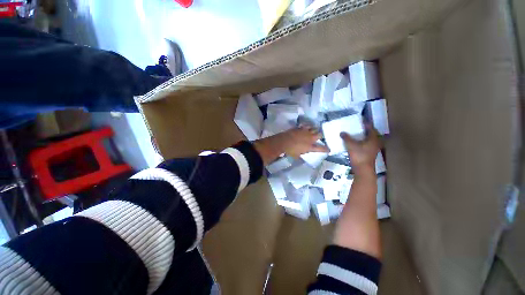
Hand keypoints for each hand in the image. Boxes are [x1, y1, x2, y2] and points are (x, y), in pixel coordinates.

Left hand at [280, 126, 329, 157]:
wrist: (284, 141)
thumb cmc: (291, 150)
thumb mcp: (297, 156)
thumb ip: (301, 155)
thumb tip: (302, 155)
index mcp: (310, 146)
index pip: (321, 148)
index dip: (326, 149)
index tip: (329, 150)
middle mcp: (310, 138)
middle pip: (320, 135)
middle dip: (320, 136)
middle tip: (319, 137)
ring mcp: (306, 132)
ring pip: (314, 128)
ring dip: (314, 130)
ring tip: (313, 131)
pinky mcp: (300, 128)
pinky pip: (306, 125)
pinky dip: (307, 126)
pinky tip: (306, 127)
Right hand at [340, 125, 380, 175]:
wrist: (363, 169)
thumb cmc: (359, 155)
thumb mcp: (351, 145)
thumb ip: (346, 138)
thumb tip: (342, 132)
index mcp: (373, 138)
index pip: (371, 128)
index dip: (366, 123)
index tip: (360, 120)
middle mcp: (375, 142)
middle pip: (371, 133)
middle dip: (364, 130)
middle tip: (357, 127)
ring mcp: (373, 148)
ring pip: (369, 139)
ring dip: (363, 136)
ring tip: (355, 134)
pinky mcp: (370, 153)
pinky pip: (367, 144)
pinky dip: (362, 141)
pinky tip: (356, 142)